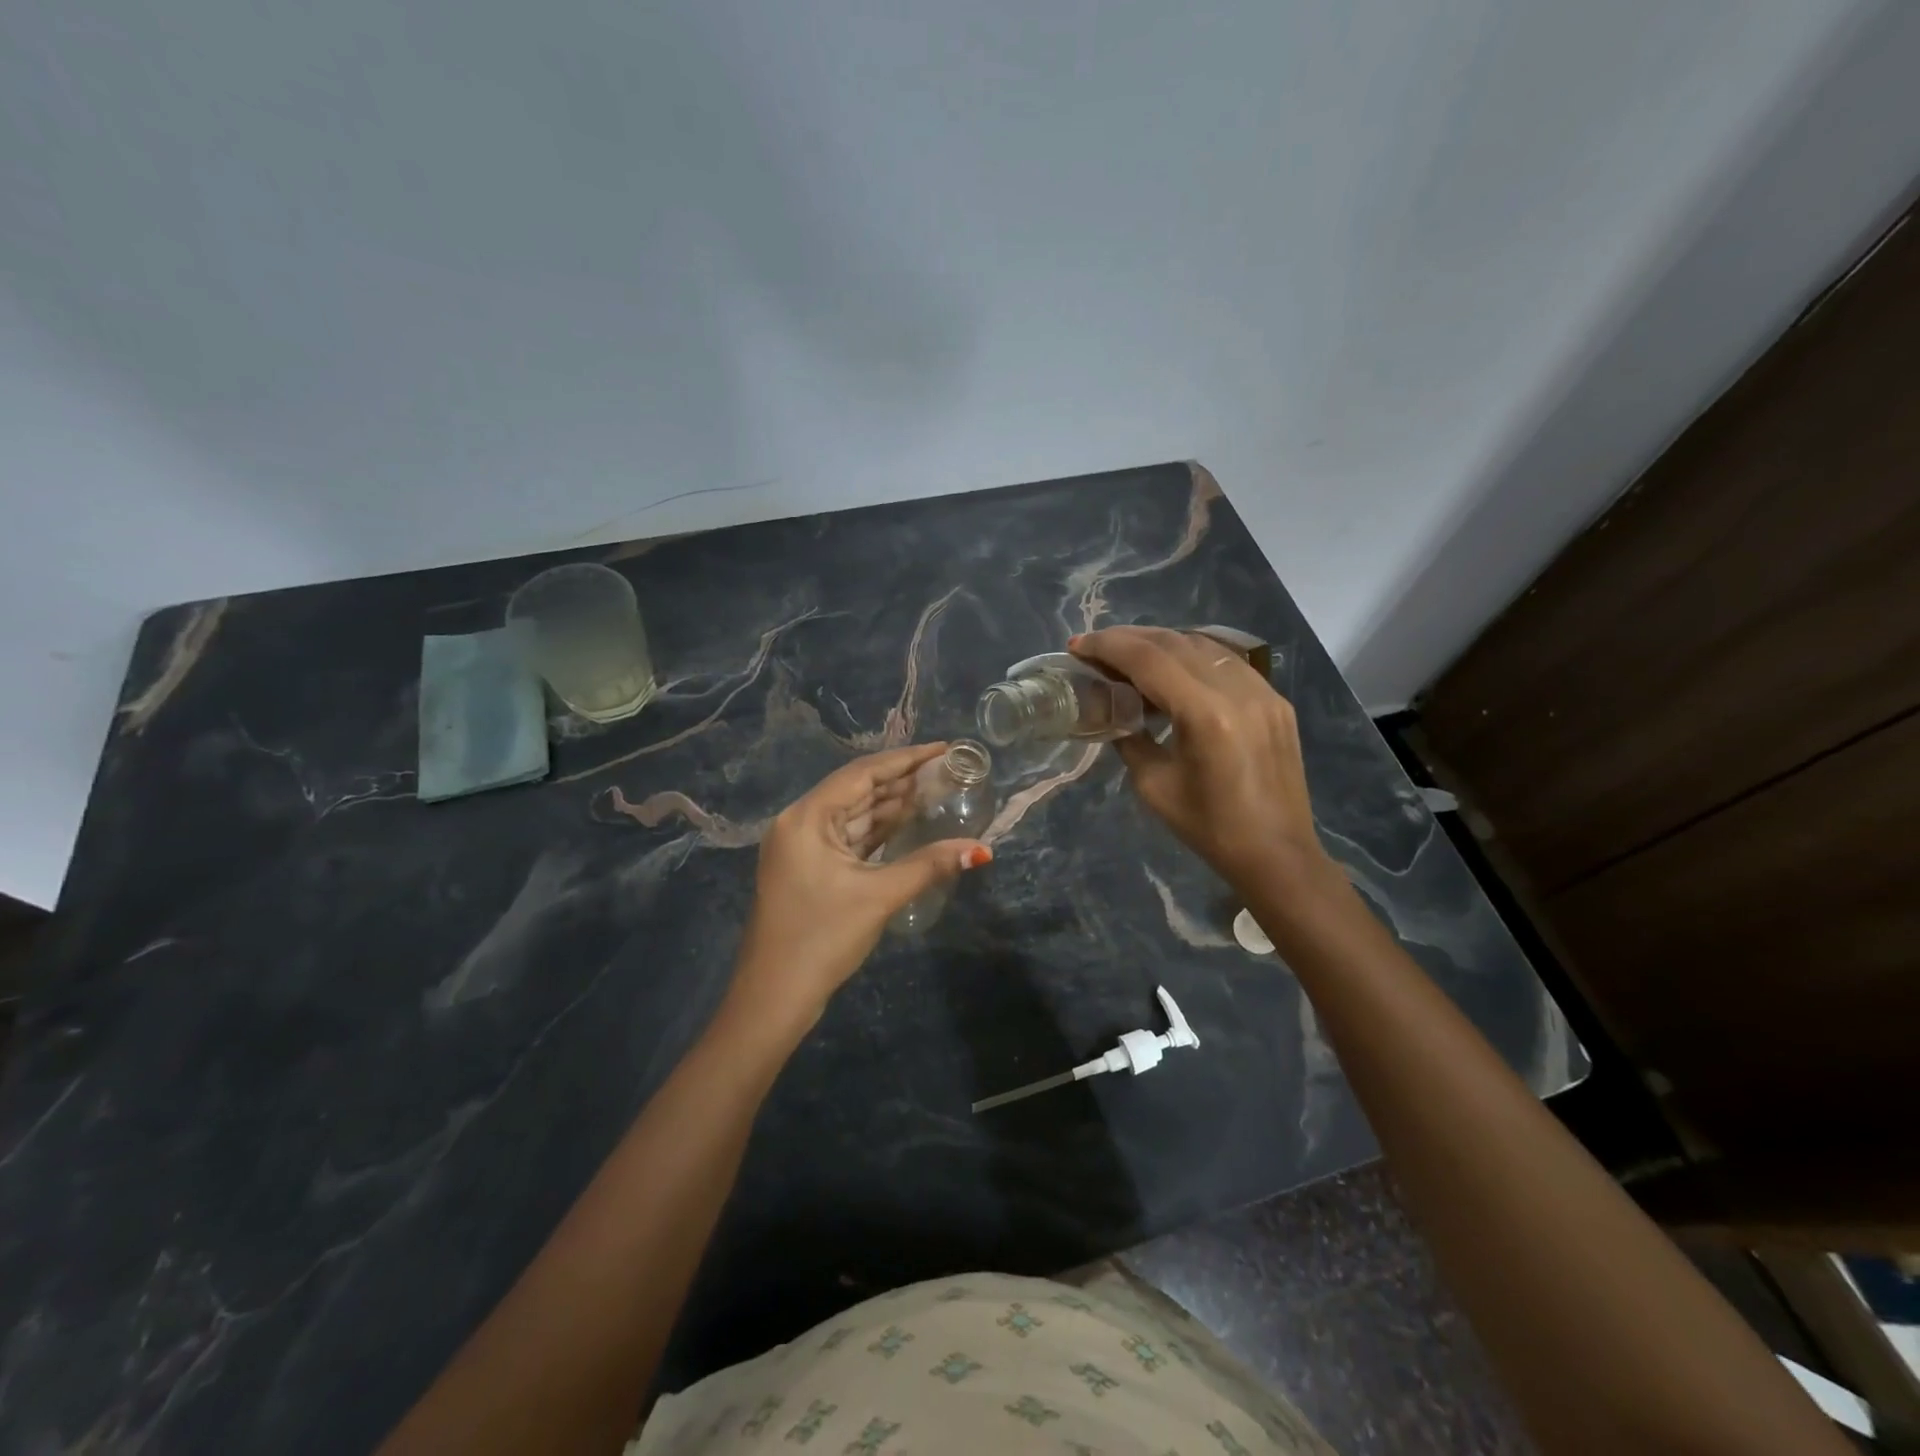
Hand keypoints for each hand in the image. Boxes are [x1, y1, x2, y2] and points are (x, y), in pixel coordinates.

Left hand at [732, 743, 991, 1023]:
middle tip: (948, 770)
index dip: (906, 759)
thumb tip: (982, 850)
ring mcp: (803, 847)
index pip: (862, 773)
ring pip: (855, 815)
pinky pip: (850, 838)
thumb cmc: (821, 939)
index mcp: (807, 817)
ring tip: (937, 790)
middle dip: (902, 780)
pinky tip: (909, 823)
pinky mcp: (810, 868)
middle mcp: (800, 822)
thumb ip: (929, 865)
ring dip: (892, 805)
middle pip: (858, 790)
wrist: (773, 998)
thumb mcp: (878, 896)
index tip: (943, 749)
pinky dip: (878, 831)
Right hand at [1071, 627, 1330, 896]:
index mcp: (1205, 715)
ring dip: (1161, 643)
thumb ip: (1130, 738)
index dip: (1108, 646)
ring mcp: (1263, 691)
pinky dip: (1193, 656)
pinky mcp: (1275, 700)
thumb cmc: (1210, 828)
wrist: (1277, 853)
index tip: (1077, 646)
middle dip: (1129, 638)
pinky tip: (1174, 670)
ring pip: (1203, 644)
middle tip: (1096, 647)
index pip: (1148, 659)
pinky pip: (1227, 662)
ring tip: (1130, 654)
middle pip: (1174, 642)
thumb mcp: (1153, 785)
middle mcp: (1238, 691)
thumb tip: (1113, 711)